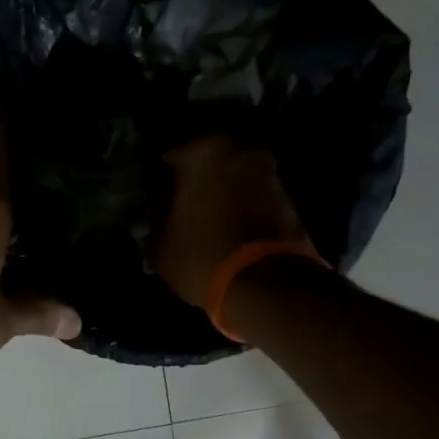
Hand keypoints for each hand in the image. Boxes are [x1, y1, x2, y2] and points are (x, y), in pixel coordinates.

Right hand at [154, 136, 313, 308]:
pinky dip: (246, 210)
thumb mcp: (161, 248)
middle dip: (200, 181)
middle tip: (184, 206)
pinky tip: (233, 231)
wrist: (264, 285)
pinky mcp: (289, 201)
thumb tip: (149, 224)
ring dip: (226, 194)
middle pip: (211, 164)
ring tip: (210, 221)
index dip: (162, 179)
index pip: (173, 158)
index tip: (156, 197)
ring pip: (237, 179)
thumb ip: (154, 227)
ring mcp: (269, 175)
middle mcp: (239, 152)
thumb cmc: (201, 256)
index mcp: (202, 154)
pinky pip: (257, 200)